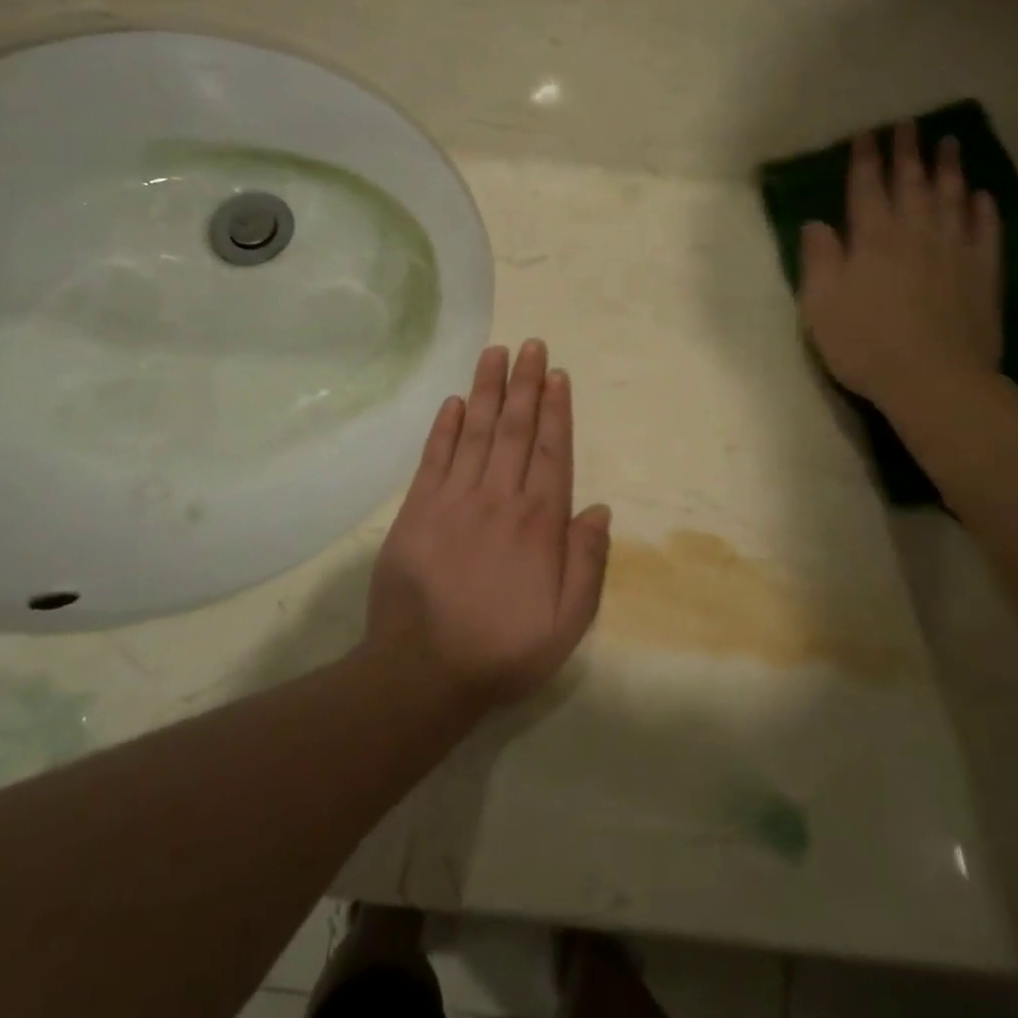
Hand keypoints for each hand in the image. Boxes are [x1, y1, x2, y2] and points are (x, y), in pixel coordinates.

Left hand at [365, 340, 612, 713]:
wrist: (423, 671)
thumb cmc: (504, 648)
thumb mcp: (568, 622)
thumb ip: (587, 562)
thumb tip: (599, 509)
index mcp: (539, 522)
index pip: (553, 451)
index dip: (558, 409)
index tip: (558, 375)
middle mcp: (499, 498)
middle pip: (516, 429)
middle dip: (526, 384)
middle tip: (531, 345)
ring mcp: (455, 499)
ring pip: (477, 432)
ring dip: (488, 390)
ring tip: (496, 353)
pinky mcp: (417, 510)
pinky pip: (435, 457)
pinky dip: (445, 427)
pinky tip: (454, 401)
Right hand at [798, 125, 1002, 408]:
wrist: (934, 379)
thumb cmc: (865, 343)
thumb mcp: (820, 304)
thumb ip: (818, 258)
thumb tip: (817, 223)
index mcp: (872, 237)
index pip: (867, 186)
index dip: (866, 158)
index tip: (867, 133)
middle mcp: (915, 232)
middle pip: (912, 181)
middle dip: (908, 150)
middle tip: (909, 124)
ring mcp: (954, 250)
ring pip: (952, 196)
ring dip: (949, 167)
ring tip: (950, 143)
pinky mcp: (983, 273)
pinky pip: (985, 230)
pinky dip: (983, 209)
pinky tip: (983, 196)